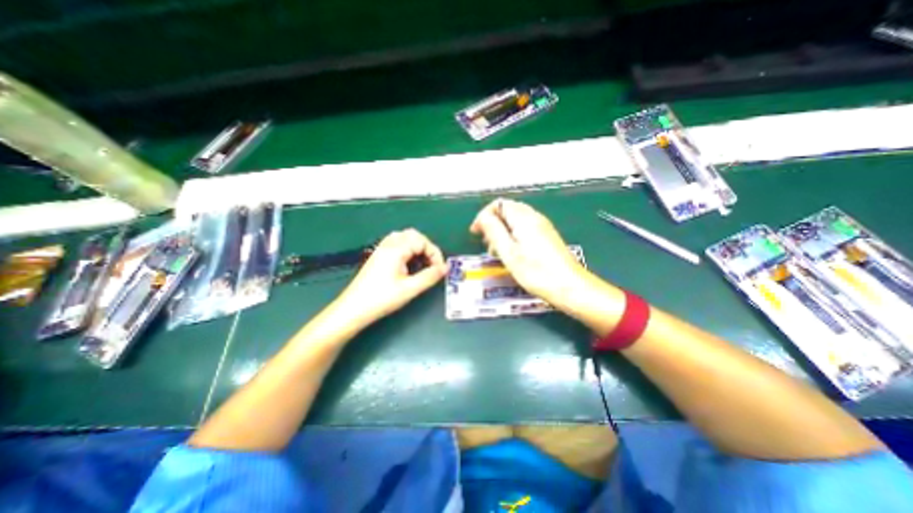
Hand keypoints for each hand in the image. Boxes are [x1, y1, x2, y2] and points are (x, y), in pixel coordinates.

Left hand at [335, 228, 448, 325]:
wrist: (353, 309)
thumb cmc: (382, 298)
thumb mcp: (410, 289)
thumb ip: (430, 276)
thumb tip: (446, 268)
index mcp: (396, 249)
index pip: (422, 241)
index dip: (435, 254)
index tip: (440, 270)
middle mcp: (389, 244)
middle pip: (413, 235)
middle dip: (427, 248)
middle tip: (432, 264)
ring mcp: (381, 249)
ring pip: (404, 238)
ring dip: (417, 247)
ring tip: (422, 264)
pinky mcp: (378, 256)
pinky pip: (396, 244)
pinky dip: (407, 249)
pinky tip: (408, 264)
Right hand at [471, 199, 592, 309]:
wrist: (569, 286)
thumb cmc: (536, 272)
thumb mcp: (509, 253)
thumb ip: (494, 231)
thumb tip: (483, 217)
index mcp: (524, 219)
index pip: (499, 204)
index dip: (484, 215)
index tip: (476, 232)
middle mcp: (535, 218)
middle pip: (508, 210)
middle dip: (493, 223)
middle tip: (485, 241)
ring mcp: (543, 227)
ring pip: (516, 221)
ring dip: (502, 231)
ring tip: (496, 250)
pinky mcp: (547, 237)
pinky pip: (525, 229)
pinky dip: (513, 236)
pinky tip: (512, 253)